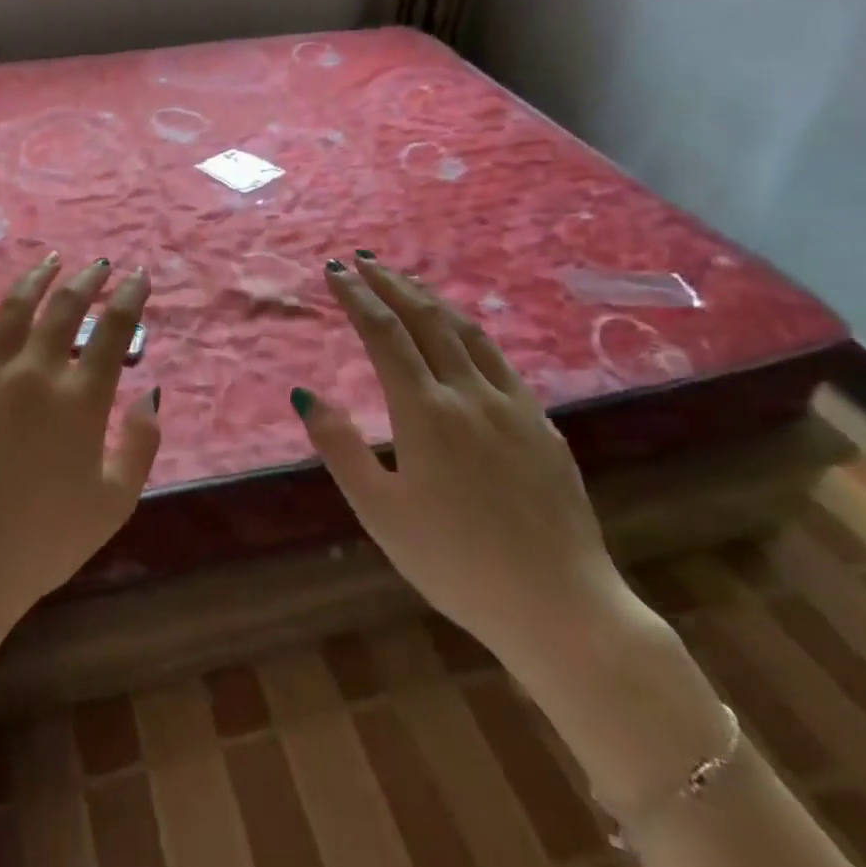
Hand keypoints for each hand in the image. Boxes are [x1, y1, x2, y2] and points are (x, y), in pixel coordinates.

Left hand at [0, 254, 160, 668]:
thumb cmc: (43, 542)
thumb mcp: (115, 502)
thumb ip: (141, 443)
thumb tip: (148, 390)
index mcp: (81, 401)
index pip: (113, 330)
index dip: (130, 296)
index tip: (138, 277)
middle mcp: (35, 373)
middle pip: (65, 308)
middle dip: (88, 280)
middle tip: (99, 266)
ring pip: (14, 306)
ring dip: (36, 278)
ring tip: (51, 262)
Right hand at [292, 253, 625, 667]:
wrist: (560, 606)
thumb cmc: (455, 563)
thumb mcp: (380, 512)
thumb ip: (340, 447)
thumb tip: (305, 393)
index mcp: (425, 412)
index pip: (383, 333)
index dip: (356, 296)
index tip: (334, 270)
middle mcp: (469, 393)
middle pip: (425, 319)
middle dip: (390, 283)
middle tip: (364, 260)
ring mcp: (513, 404)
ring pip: (466, 331)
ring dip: (430, 299)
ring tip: (406, 283)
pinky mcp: (542, 423)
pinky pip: (499, 359)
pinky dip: (467, 332)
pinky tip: (461, 338)